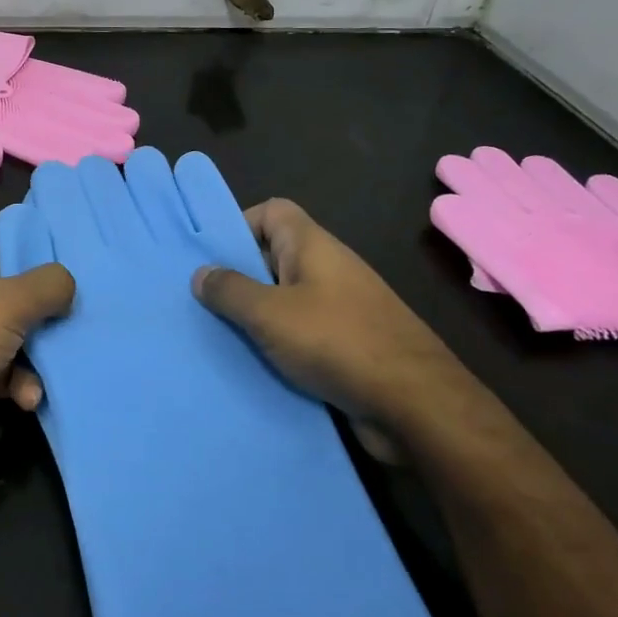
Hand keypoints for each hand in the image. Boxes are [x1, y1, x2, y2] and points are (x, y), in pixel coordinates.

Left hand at [0, 208, 73, 496]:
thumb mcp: (8, 303)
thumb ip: (47, 284)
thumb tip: (67, 283)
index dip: (9, 226)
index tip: (49, 246)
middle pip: (1, 274)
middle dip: (37, 292)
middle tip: (71, 300)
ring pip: (7, 324)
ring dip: (34, 344)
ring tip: (56, 356)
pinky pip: (1, 364)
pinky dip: (18, 378)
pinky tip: (29, 395)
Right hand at [192, 198, 478, 443]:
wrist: (416, 406)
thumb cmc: (337, 342)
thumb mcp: (269, 314)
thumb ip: (230, 291)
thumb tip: (201, 273)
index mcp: (312, 246)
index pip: (272, 211)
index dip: (239, 224)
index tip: (211, 257)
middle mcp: (328, 269)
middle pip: (274, 256)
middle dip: (240, 276)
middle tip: (203, 300)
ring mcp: (343, 308)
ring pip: (287, 299)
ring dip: (258, 315)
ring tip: (221, 335)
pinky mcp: (350, 345)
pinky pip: (303, 333)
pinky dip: (280, 344)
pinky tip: (256, 365)